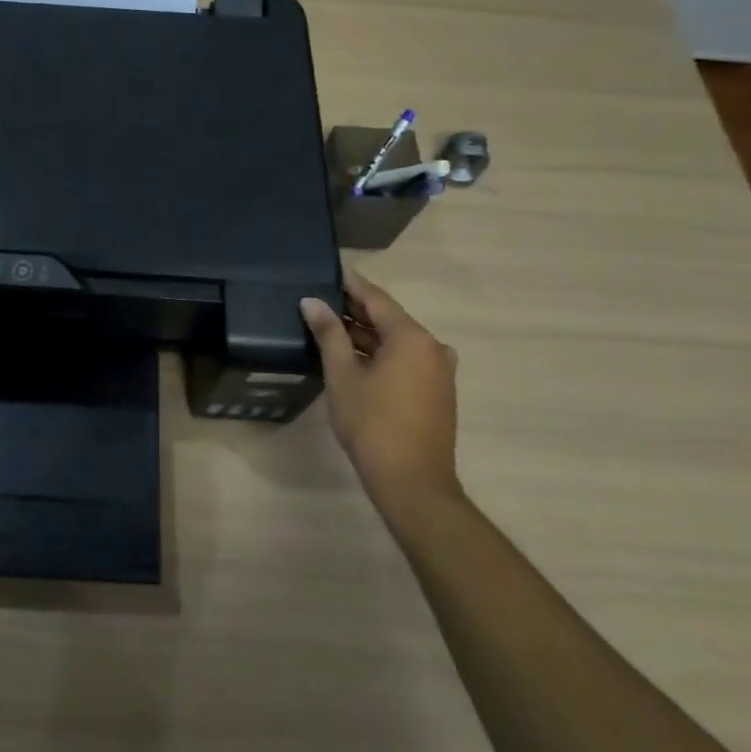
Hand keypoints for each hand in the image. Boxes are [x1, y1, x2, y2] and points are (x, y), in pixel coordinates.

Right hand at [301, 273, 460, 515]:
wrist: (413, 484)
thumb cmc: (372, 424)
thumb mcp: (342, 375)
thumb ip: (329, 333)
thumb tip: (312, 301)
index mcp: (411, 337)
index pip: (376, 297)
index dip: (350, 282)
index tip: (329, 267)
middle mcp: (432, 347)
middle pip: (389, 317)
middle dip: (355, 308)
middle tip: (320, 298)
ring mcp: (438, 371)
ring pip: (397, 340)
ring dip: (366, 333)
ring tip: (329, 326)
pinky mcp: (437, 392)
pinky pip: (406, 359)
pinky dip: (380, 353)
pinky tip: (353, 356)